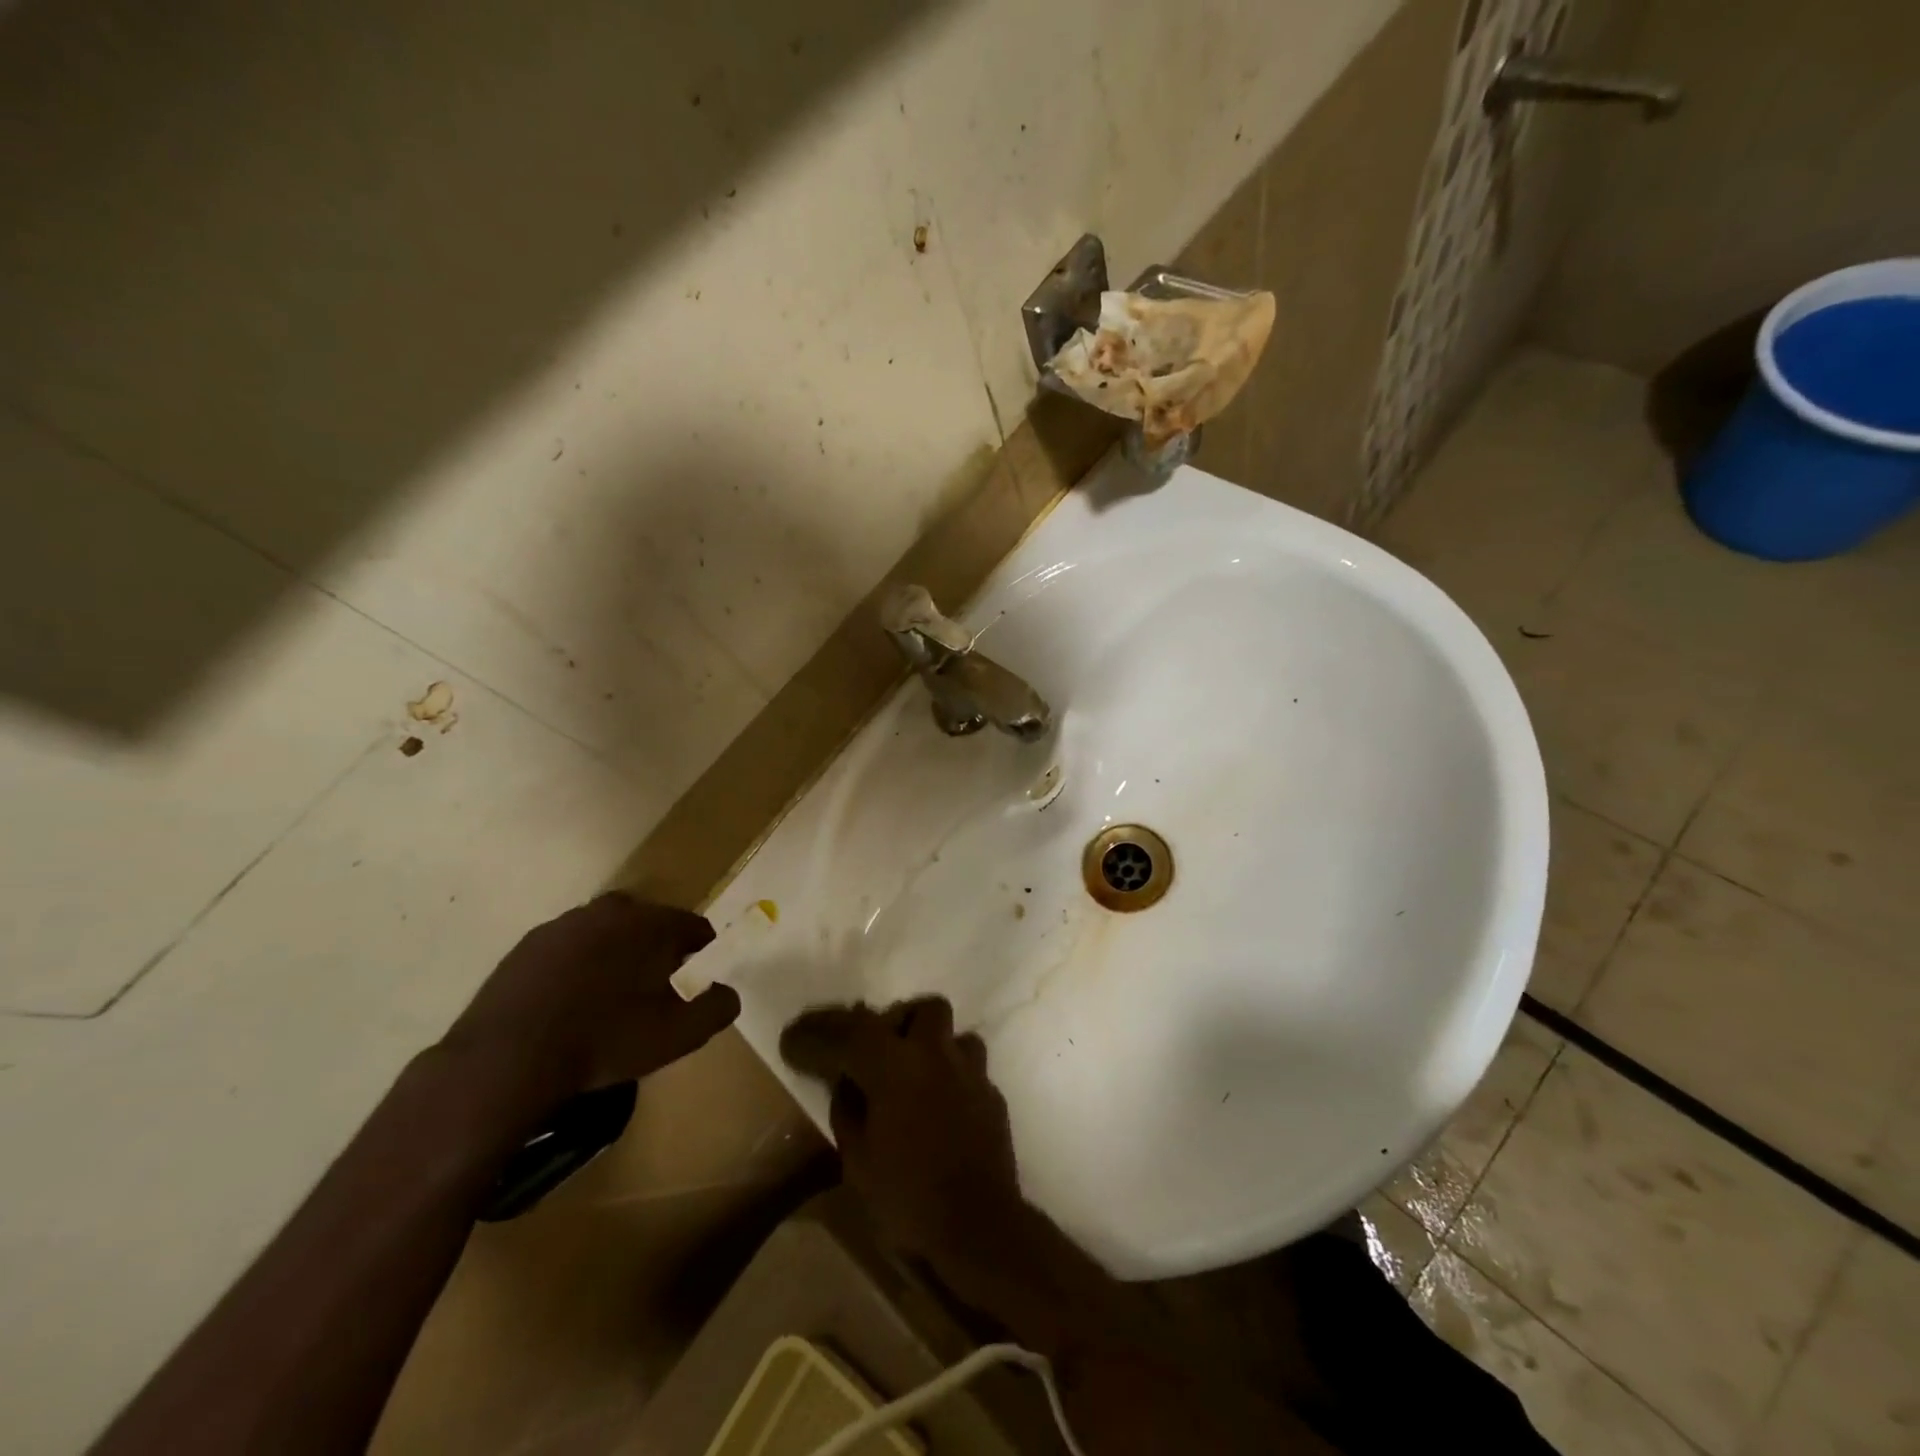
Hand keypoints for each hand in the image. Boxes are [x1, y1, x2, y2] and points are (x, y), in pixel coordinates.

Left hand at [446, 893, 735, 1111]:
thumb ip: (717, 1008)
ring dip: (616, 954)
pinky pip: (569, 948)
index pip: (693, 926)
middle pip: (649, 923)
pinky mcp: (527, 945)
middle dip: (658, 949)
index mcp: (650, 923)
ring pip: (607, 932)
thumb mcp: (678, 1035)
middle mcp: (609, 910)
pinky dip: (578, 965)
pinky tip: (571, 1002)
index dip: (701, 952)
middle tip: (655, 989)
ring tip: (611, 996)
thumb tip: (728, 993)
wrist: (506, 1059)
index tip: (697, 980)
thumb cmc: (604, 1041)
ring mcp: (563, 924)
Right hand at [781, 997, 1021, 1261]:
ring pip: (954, 1035)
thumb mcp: (858, 1161)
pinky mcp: (993, 1096)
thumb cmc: (908, 1199)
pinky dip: (951, 1080)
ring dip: (933, 1047)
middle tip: (876, 1053)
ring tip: (915, 1077)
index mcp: (895, 1066)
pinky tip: (940, 1109)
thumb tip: (847, 1083)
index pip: (850, 1031)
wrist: (979, 1230)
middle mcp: (936, 1055)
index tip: (794, 1038)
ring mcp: (972, 1073)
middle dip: (899, 1023)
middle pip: (923, 1009)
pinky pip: (970, 1070)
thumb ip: (848, 1110)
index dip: (818, 1032)